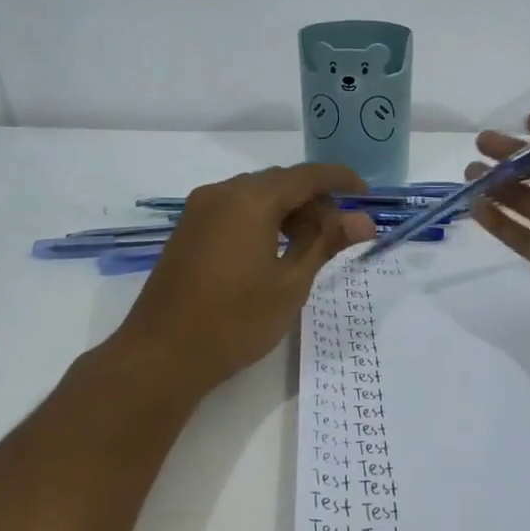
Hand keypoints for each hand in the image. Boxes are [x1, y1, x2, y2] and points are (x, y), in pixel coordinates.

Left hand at [112, 164, 376, 394]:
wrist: (162, 354)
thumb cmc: (236, 320)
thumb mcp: (291, 282)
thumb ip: (326, 243)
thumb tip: (363, 220)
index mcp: (251, 199)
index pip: (307, 176)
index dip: (340, 180)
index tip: (367, 195)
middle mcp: (222, 193)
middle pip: (280, 183)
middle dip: (315, 201)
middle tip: (342, 233)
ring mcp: (200, 211)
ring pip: (256, 197)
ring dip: (288, 212)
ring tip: (311, 247)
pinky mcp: (188, 231)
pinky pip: (234, 211)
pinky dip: (262, 221)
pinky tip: (275, 252)